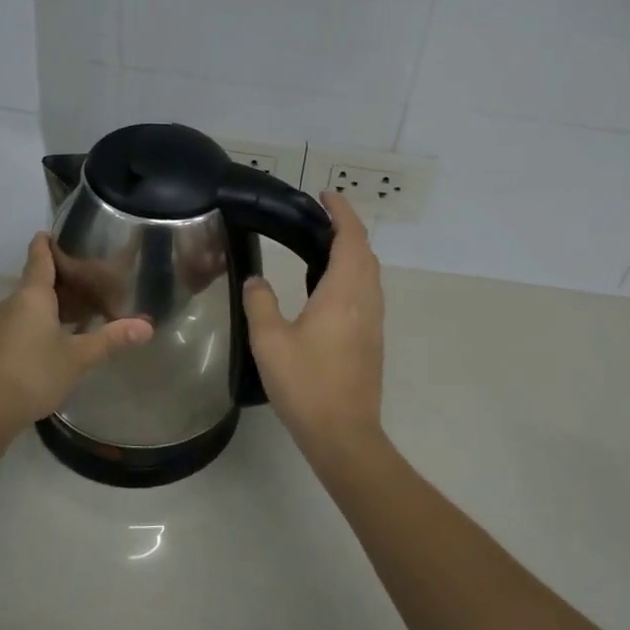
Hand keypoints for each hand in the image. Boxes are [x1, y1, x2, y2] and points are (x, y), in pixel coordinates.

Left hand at [0, 233, 152, 434]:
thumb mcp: (79, 357)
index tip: (52, 231)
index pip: (39, 257)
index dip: (46, 242)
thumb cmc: (34, 372)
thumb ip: (112, 339)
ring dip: (48, 306)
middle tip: (87, 281)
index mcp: (32, 295)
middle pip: (35, 282)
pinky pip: (18, 325)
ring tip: (76, 313)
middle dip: (58, 280)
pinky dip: (37, 324)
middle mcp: (11, 303)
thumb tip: (148, 326)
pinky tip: (53, 341)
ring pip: (26, 306)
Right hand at [242, 193, 384, 461]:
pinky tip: (329, 288)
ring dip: (353, 251)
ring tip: (322, 246)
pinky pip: (368, 291)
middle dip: (347, 227)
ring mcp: (373, 320)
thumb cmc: (306, 384)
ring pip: (370, 272)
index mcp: (343, 292)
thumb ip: (260, 302)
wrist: (344, 434)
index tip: (325, 195)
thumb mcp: (269, 341)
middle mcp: (366, 299)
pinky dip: (354, 273)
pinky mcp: (373, 339)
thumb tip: (256, 280)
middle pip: (365, 251)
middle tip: (318, 218)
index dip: (342, 211)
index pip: (351, 237)